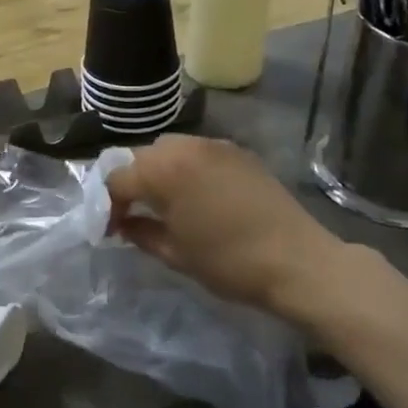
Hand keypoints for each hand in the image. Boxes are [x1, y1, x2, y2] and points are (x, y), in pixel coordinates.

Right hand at [106, 135, 352, 322]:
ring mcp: (214, 145)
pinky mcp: (238, 152)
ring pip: (169, 149)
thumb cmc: (229, 262)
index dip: (109, 205)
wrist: (298, 261)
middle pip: (140, 158)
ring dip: (158, 171)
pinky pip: (198, 152)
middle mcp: (184, 147)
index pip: (117, 179)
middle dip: (132, 183)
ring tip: (166, 201)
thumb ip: (140, 232)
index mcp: (162, 171)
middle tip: (135, 213)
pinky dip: (186, 168)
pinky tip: (197, 194)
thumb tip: (123, 224)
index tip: (112, 229)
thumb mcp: (175, 254)